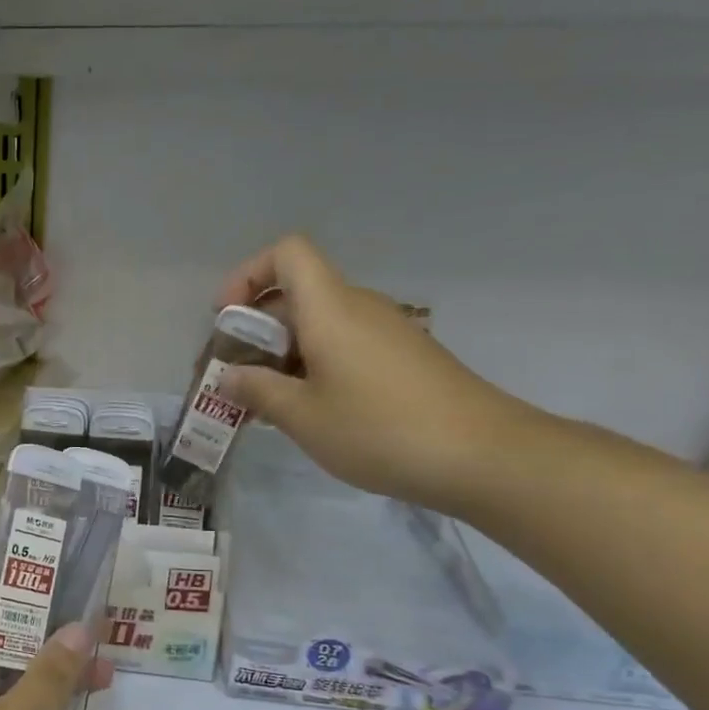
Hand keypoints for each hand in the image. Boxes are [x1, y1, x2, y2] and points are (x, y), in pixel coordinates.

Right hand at [217, 236, 532, 513]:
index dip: (247, 275)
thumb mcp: (302, 417)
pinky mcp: (402, 358)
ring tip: (264, 403)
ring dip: (282, 355)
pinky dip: (314, 367)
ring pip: (319, 324)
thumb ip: (258, 391)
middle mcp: (358, 308)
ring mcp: (385, 332)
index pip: (286, 254)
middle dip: (254, 329)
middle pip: (296, 294)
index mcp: (330, 308)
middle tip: (232, 378)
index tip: (226, 319)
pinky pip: (344, 346)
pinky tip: (309, 411)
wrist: (482, 455)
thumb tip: (229, 377)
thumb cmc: (379, 429)